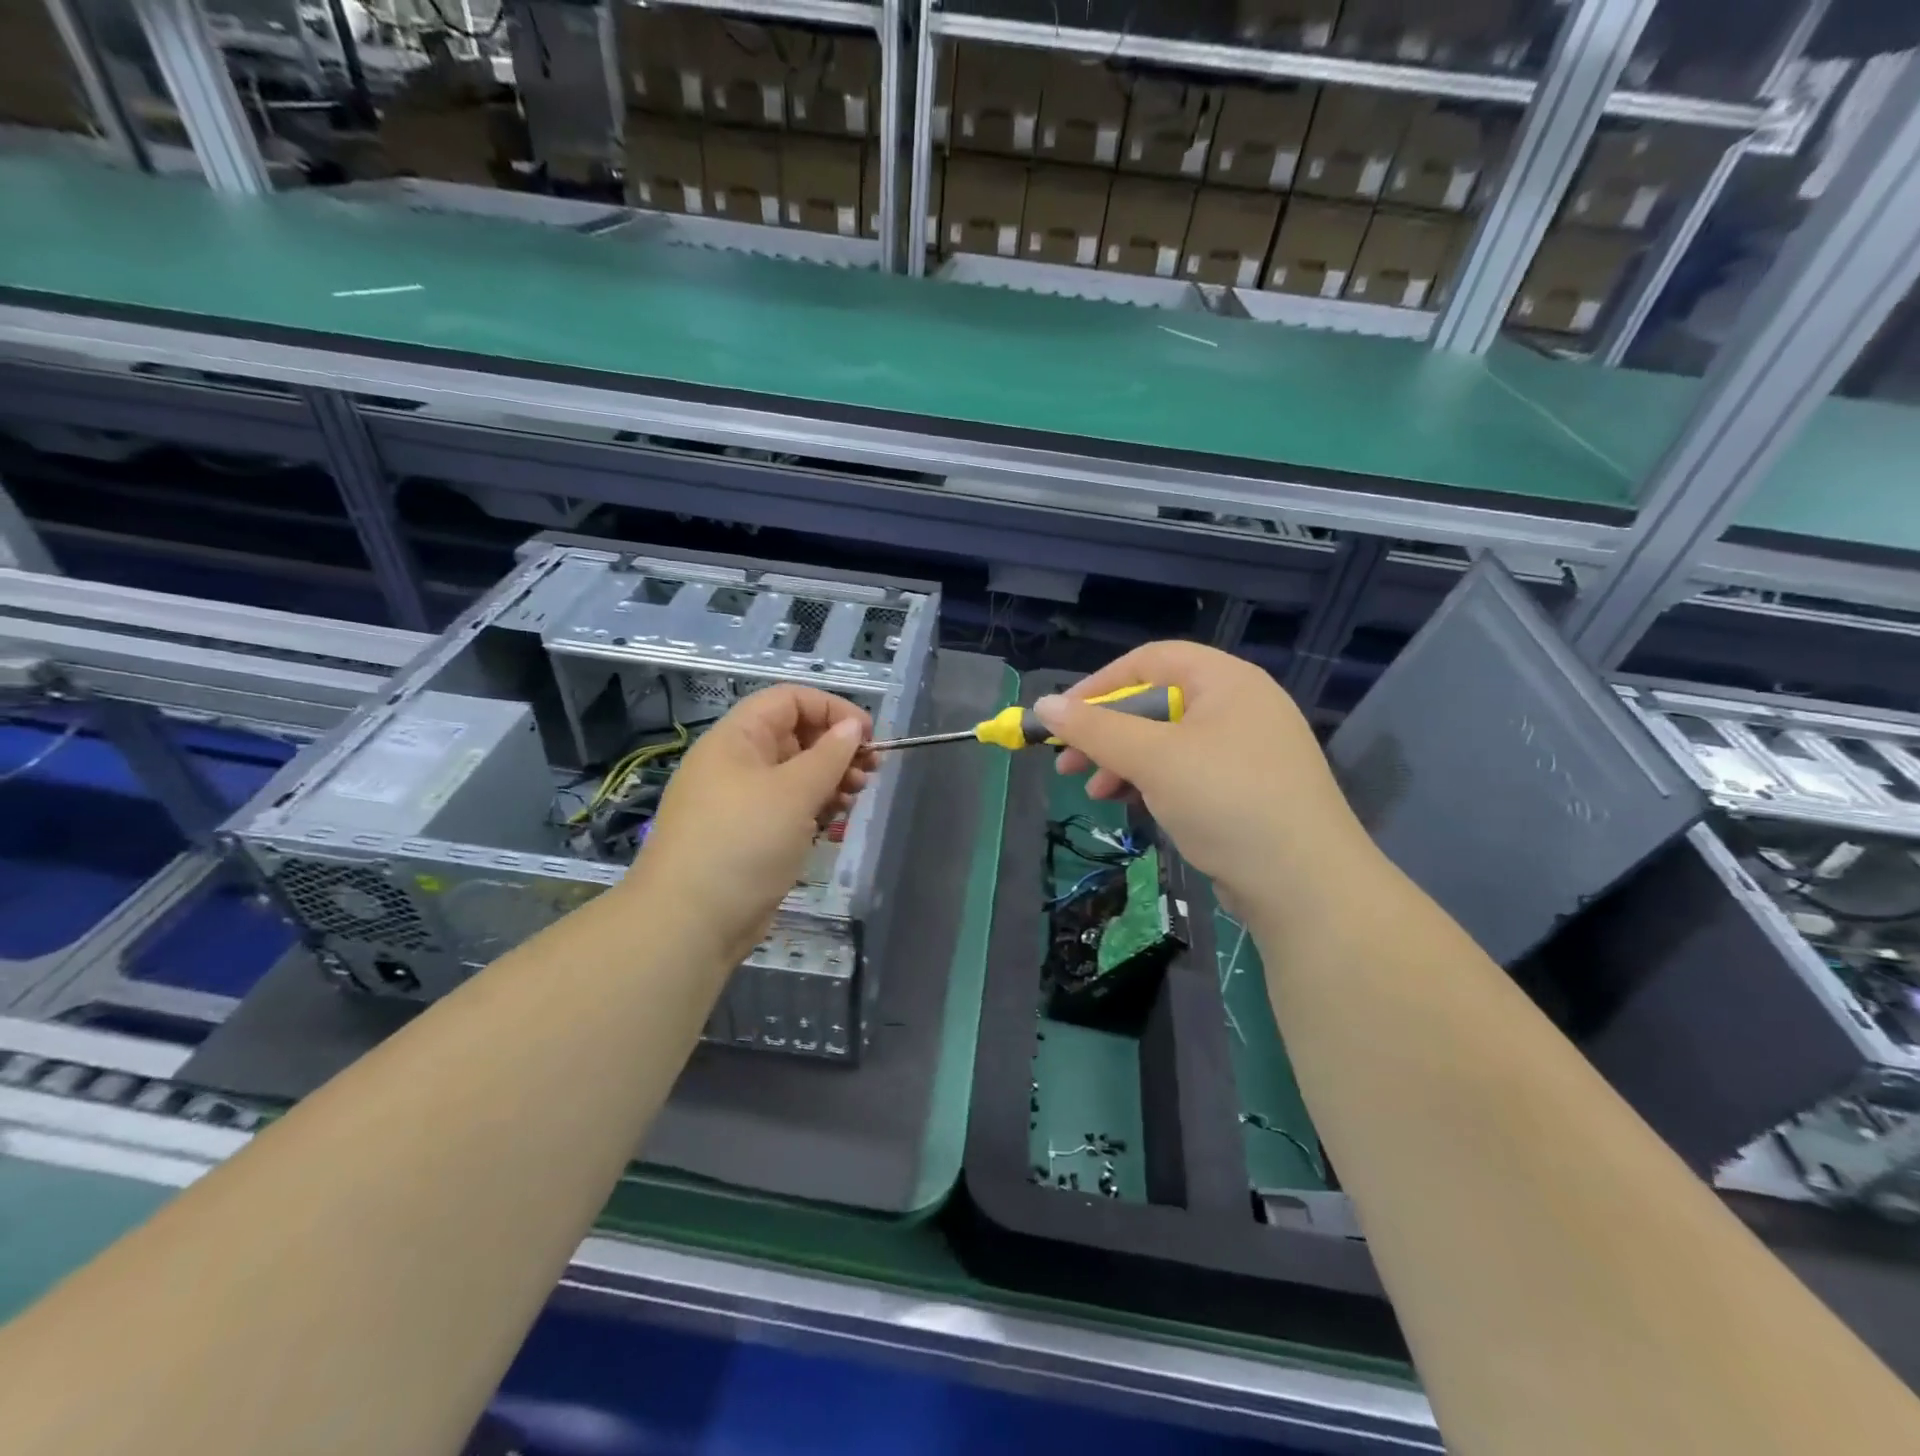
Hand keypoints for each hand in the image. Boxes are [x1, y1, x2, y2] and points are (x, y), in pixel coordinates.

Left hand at [627, 685, 874, 963]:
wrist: (690, 922)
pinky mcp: (749, 836)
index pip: (789, 700)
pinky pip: (788, 808)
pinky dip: (814, 809)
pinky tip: (832, 825)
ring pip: (795, 775)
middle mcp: (737, 763)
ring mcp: (742, 802)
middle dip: (836, 749)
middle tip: (869, 773)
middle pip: (795, 737)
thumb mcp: (793, 792)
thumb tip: (853, 726)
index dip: (831, 709)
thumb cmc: (743, 843)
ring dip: (830, 781)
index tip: (868, 736)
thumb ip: (829, 755)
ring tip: (853, 799)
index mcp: (737, 739)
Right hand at [1035, 642, 1364, 922]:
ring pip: (1168, 741)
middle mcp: (1240, 705)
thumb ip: (1095, 729)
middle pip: (1156, 702)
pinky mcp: (1247, 789)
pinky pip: (1188, 771)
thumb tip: (1044, 705)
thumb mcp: (1153, 759)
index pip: (1150, 661)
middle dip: (1107, 731)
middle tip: (1068, 762)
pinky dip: (1154, 782)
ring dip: (1124, 761)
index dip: (1099, 685)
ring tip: (1095, 791)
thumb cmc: (1226, 801)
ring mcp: (1246, 749)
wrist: (1307, 885)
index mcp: (1226, 681)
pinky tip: (1132, 805)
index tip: (1061, 718)